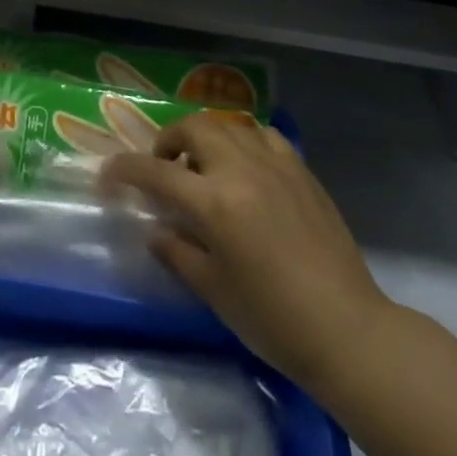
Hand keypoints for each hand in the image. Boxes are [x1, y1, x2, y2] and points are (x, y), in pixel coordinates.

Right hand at [103, 116, 391, 390]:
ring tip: (204, 167)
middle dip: (168, 140)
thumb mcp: (213, 290)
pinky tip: (245, 167)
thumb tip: (156, 231)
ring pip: (229, 126)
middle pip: (193, 128)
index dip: (125, 169)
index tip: (109, 174)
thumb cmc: (272, 319)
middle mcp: (241, 171)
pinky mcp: (302, 171)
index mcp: (214, 203)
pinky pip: (264, 137)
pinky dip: (244, 141)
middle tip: (164, 167)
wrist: (347, 330)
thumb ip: (177, 252)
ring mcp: (275, 166)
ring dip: (205, 137)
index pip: (155, 171)